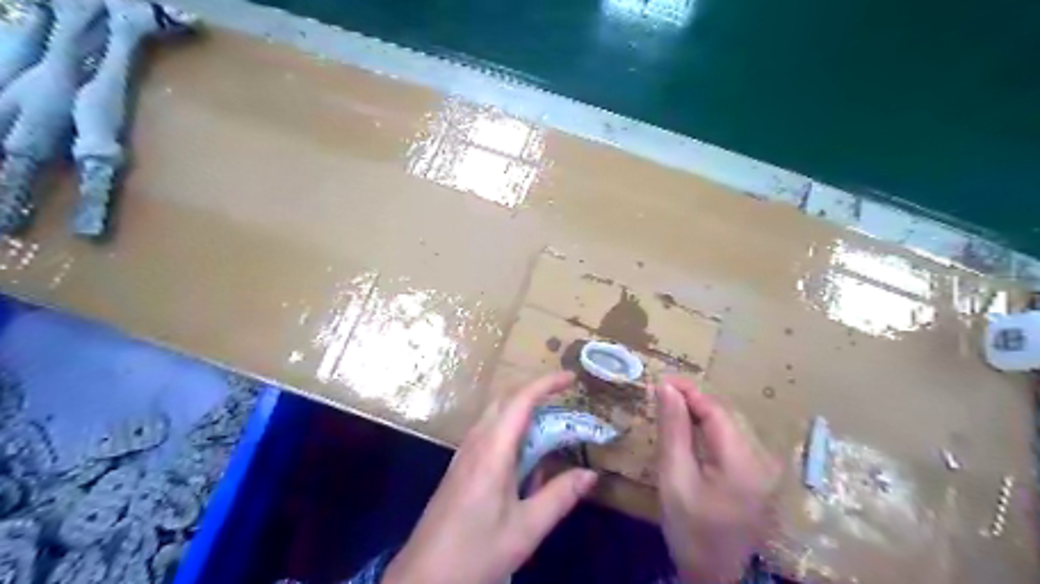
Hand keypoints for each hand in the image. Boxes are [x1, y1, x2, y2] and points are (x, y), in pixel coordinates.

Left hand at [384, 371, 595, 582]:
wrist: (423, 578)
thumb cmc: (476, 552)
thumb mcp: (526, 529)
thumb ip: (559, 497)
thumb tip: (591, 474)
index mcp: (492, 451)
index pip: (520, 401)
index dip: (546, 383)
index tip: (571, 378)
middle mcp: (475, 443)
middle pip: (505, 401)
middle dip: (536, 392)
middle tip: (565, 399)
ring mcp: (464, 454)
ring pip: (495, 416)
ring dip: (523, 410)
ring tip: (550, 424)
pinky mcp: (460, 467)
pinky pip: (488, 434)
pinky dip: (511, 430)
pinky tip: (524, 457)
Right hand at [653, 377, 775, 581]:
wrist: (716, 576)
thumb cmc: (691, 530)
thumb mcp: (674, 478)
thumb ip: (673, 430)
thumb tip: (666, 388)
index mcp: (742, 460)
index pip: (715, 409)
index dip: (688, 390)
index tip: (659, 380)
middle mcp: (761, 457)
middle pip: (724, 414)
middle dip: (692, 397)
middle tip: (660, 391)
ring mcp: (763, 467)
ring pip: (728, 424)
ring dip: (699, 410)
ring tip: (669, 404)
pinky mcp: (757, 474)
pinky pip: (730, 438)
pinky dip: (707, 427)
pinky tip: (688, 426)